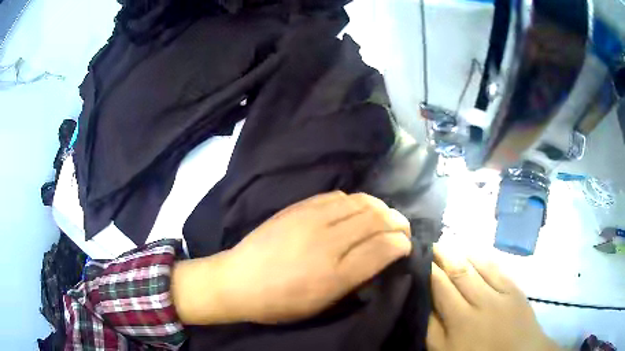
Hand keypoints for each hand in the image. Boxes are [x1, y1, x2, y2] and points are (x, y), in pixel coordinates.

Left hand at [172, 191, 411, 324]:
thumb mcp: (322, 304)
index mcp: (335, 274)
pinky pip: (337, 196)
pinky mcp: (298, 207)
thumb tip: (378, 258)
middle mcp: (328, 242)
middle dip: (398, 221)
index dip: (402, 244)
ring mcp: (311, 219)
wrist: (239, 280)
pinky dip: (355, 201)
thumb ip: (355, 281)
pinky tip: (356, 210)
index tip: (406, 246)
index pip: (384, 248)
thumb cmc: (280, 302)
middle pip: (377, 219)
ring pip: (360, 202)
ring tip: (385, 216)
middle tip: (402, 228)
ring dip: (380, 207)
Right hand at [427, 245, 559, 350]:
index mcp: (460, 319)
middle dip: (441, 256)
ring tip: (447, 244)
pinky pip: (496, 267)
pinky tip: (474, 251)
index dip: (428, 269)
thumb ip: (433, 328)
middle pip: (457, 272)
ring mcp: (500, 292)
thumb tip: (423, 301)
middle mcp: (480, 301)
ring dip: (460, 252)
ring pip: (476, 265)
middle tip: (429, 244)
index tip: (417, 257)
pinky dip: (482, 257)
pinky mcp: (514, 288)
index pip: (440, 286)